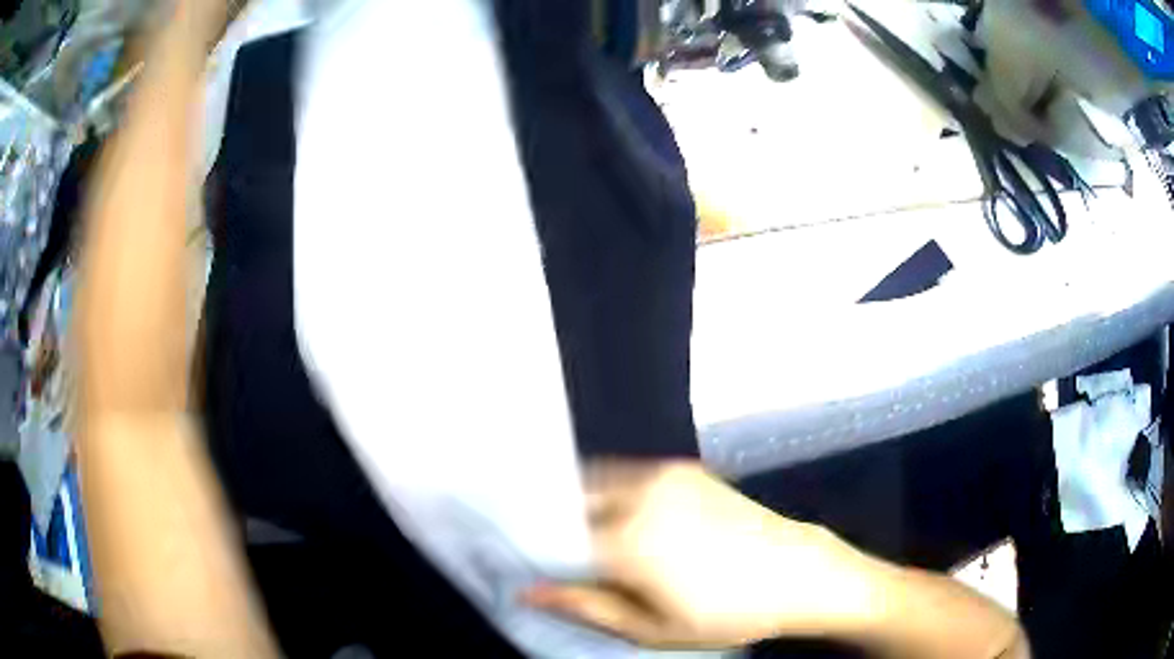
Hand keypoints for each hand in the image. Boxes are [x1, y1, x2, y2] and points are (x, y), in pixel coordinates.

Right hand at [523, 461, 881, 648]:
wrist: (798, 572)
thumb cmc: (727, 614)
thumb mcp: (651, 628)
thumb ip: (585, 606)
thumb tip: (528, 591)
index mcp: (626, 541)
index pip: (554, 538)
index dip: (537, 552)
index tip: (528, 564)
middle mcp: (638, 496)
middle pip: (570, 502)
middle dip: (556, 525)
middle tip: (561, 556)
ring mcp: (663, 475)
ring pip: (595, 482)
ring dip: (582, 507)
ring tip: (591, 541)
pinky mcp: (684, 468)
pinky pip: (627, 475)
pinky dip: (612, 493)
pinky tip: (626, 520)